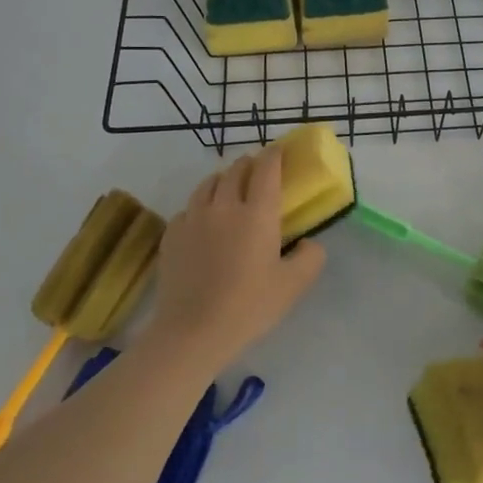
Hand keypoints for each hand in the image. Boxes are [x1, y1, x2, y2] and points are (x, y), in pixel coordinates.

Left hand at [147, 145, 324, 369]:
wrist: (192, 331)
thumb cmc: (249, 306)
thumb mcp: (294, 285)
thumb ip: (310, 257)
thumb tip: (308, 243)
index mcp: (257, 213)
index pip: (266, 169)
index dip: (275, 155)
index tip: (280, 151)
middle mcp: (223, 205)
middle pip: (235, 169)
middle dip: (250, 164)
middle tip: (259, 171)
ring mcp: (193, 218)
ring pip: (208, 183)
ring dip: (223, 179)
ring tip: (230, 188)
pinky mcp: (172, 234)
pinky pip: (189, 207)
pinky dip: (202, 205)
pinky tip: (205, 220)